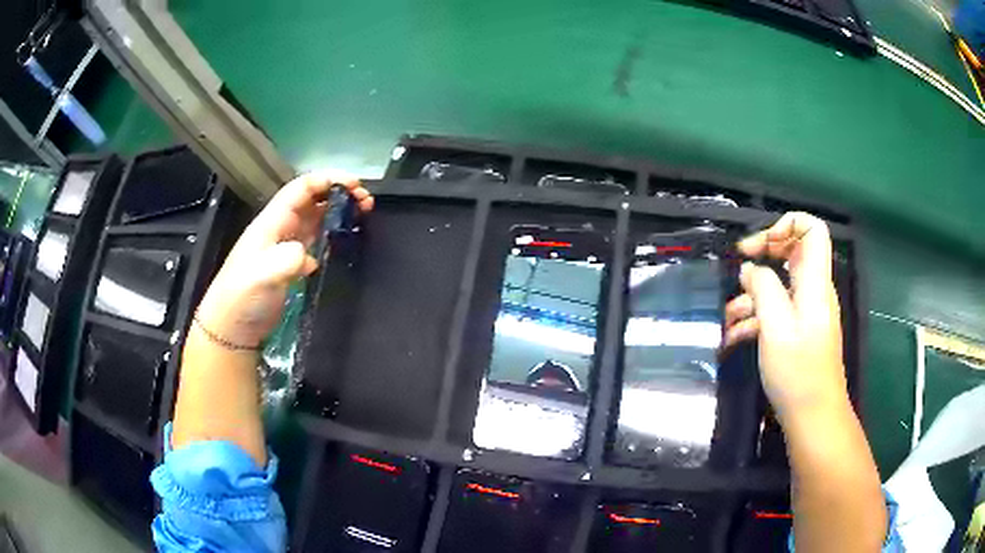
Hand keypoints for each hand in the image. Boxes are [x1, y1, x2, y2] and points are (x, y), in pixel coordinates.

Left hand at [195, 172, 373, 347]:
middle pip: (312, 198)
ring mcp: (286, 245)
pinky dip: (333, 232)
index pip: (300, 189)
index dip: (326, 180)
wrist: (232, 327)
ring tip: (363, 211)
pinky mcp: (292, 264)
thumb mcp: (261, 276)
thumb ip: (284, 261)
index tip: (354, 185)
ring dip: (339, 210)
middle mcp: (280, 228)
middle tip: (365, 199)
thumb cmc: (242, 298)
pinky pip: (316, 238)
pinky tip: (346, 237)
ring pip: (316, 216)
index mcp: (272, 222)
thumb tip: (308, 255)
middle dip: (338, 192)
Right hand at [723, 212, 845, 420]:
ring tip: (729, 318)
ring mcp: (807, 312)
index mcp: (814, 282)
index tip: (758, 247)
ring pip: (781, 284)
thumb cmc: (798, 372)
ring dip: (754, 294)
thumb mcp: (776, 328)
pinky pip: (779, 311)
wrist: (813, 417)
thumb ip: (763, 289)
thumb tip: (750, 268)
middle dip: (764, 254)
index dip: (787, 224)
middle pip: (794, 251)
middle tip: (739, 266)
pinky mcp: (799, 332)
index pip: (813, 230)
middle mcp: (814, 291)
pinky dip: (757, 318)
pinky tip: (735, 337)